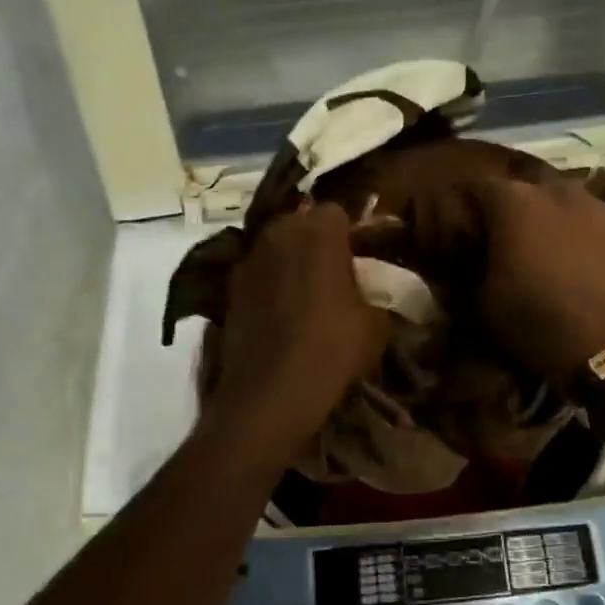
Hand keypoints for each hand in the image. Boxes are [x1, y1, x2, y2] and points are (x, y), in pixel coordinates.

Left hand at [203, 203, 391, 460]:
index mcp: (318, 231)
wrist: (270, 393)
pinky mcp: (228, 288)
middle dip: (315, 242)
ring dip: (289, 263)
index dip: (349, 232)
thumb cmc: (333, 349)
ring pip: (275, 248)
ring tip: (306, 296)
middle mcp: (278, 233)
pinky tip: (280, 316)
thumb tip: (372, 294)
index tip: (358, 257)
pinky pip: (257, 276)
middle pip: (300, 223)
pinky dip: (268, 287)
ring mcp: (247, 259)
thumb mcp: (376, 324)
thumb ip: (376, 295)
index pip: (337, 211)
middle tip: (333, 274)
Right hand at [468, 177, 604, 385]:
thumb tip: (470, 253)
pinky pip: (600, 221)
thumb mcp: (480, 298)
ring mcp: (597, 205)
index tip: (470, 232)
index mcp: (512, 201)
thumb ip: (471, 264)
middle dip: (518, 210)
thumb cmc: (529, 318)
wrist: (599, 344)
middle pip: (528, 190)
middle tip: (513, 241)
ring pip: (568, 202)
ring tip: (554, 249)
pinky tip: (588, 259)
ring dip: (556, 218)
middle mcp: (555, 190)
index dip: (473, 210)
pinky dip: (590, 234)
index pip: (481, 189)